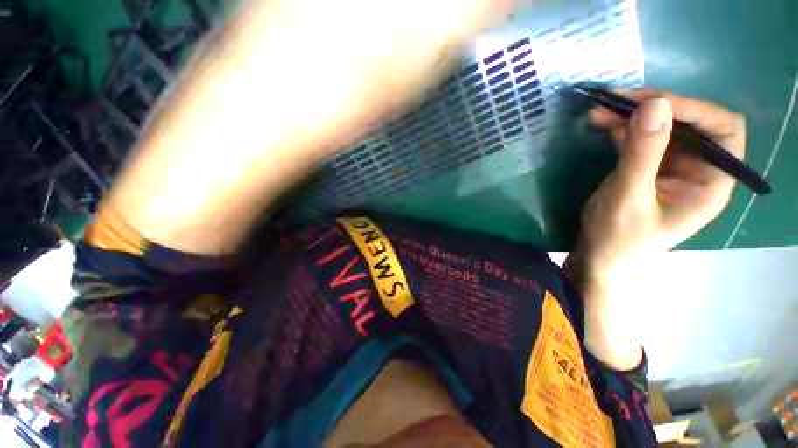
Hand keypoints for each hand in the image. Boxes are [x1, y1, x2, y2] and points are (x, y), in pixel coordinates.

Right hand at [566, 90, 745, 369]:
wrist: (598, 257)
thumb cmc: (618, 237)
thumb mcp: (629, 197)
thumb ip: (643, 153)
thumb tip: (654, 104)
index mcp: (710, 182)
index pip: (722, 130)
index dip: (694, 110)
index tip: (653, 103)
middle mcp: (697, 169)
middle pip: (689, 123)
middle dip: (656, 107)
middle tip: (620, 99)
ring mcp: (670, 167)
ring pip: (660, 127)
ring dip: (632, 115)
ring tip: (601, 109)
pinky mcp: (646, 168)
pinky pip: (639, 139)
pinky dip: (620, 128)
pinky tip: (601, 122)